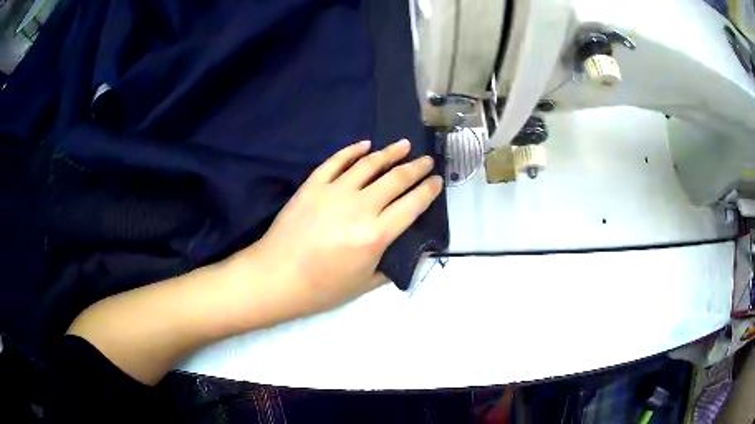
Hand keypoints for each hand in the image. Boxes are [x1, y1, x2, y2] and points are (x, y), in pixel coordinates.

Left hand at [231, 139, 442, 318]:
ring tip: (404, 145)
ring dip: (390, 152)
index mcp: (376, 235)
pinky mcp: (313, 185)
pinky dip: (352, 150)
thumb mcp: (365, 285)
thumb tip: (412, 251)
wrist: (276, 277)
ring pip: (369, 164)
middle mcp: (360, 207)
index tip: (437, 181)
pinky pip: (336, 161)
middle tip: (427, 160)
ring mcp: (334, 192)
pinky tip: (365, 145)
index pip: (412, 205)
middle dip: (416, 168)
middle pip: (396, 179)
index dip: (429, 190)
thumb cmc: (321, 288)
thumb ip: (392, 265)